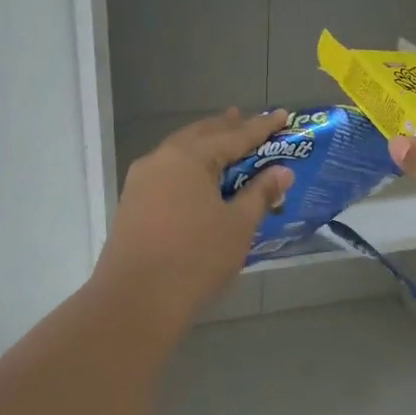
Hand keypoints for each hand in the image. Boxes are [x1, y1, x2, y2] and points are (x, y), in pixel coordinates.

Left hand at [96, 109, 295, 316]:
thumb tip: (282, 172)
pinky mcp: (132, 203)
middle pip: (200, 136)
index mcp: (189, 157)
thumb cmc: (196, 257)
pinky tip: (196, 179)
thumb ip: (260, 194)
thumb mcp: (238, 225)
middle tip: (245, 119)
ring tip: (222, 143)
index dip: (261, 127)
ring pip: (179, 153)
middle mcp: (161, 159)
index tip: (282, 115)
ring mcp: (141, 181)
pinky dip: (189, 168)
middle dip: (226, 128)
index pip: (234, 136)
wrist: (136, 300)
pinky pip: (167, 173)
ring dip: (204, 147)